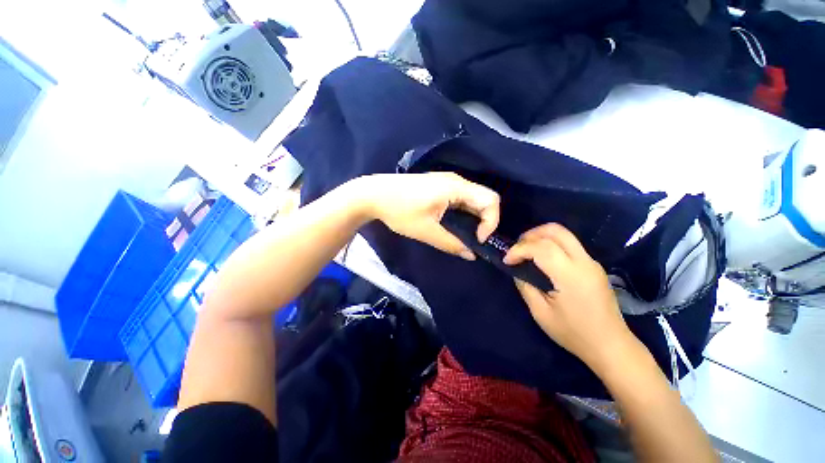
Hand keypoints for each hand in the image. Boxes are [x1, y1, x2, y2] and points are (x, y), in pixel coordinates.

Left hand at [353, 172, 499, 259]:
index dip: (491, 222)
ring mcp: (446, 181)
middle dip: (485, 220)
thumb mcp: (426, 231)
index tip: (477, 240)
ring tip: (465, 234)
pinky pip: (461, 197)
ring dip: (474, 217)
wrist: (374, 194)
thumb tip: (471, 255)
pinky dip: (464, 211)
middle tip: (474, 239)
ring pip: (472, 198)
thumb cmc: (400, 211)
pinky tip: (454, 223)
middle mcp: (456, 180)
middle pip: (484, 197)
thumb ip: (451, 244)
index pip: (491, 200)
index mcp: (456, 187)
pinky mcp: (438, 185)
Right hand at [503, 223, 634, 368]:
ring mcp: (591, 262)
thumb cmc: (574, 333)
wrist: (611, 346)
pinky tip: (542, 259)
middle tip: (516, 248)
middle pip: (556, 230)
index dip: (519, 249)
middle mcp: (584, 262)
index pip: (541, 247)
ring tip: (526, 251)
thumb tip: (517, 269)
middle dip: (530, 234)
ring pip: (564, 234)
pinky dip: (550, 244)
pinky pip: (569, 244)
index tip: (507, 260)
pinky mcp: (593, 265)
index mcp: (570, 275)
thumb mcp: (541, 313)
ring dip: (540, 237)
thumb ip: (526, 286)